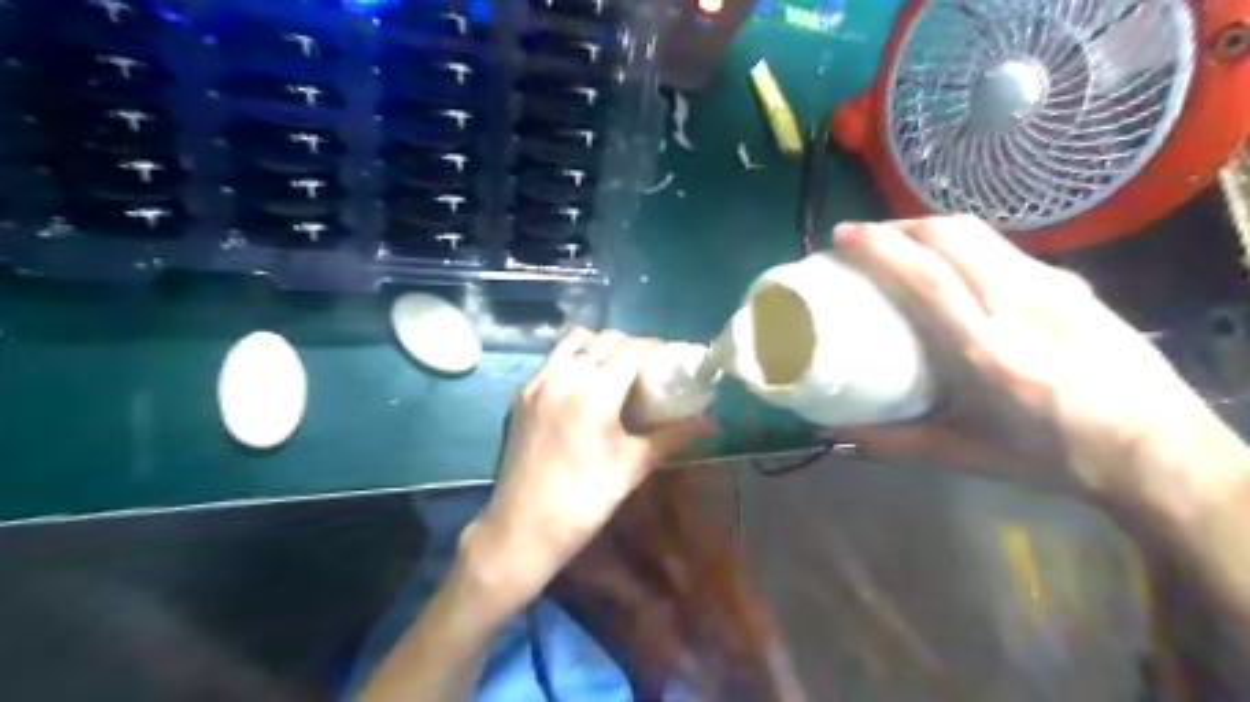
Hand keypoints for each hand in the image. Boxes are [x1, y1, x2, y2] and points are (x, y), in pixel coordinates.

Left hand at [457, 329, 700, 612]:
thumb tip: (708, 423)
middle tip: (646, 368)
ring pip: (573, 340)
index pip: (630, 350)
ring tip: (614, 369)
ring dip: (599, 345)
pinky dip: (574, 357)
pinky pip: (552, 358)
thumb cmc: (584, 503)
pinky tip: (586, 383)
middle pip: (603, 339)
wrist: (521, 530)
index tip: (669, 359)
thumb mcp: (632, 468)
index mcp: (592, 397)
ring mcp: (536, 383)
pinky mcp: (521, 394)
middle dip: (630, 345)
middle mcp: (562, 379)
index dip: (654, 348)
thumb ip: (671, 437)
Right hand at [829, 218, 1249, 512]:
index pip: (927, 278)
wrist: (1160, 450)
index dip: (880, 248)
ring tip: (899, 243)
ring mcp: (1053, 287)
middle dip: (899, 226)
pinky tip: (952, 266)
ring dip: (929, 227)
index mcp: (989, 354)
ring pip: (979, 233)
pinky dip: (961, 243)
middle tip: (863, 238)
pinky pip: (1002, 248)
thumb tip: (839, 432)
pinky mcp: (1072, 282)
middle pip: (952, 237)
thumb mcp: (966, 456)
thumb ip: (895, 443)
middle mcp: (1022, 306)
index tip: (844, 237)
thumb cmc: (1055, 456)